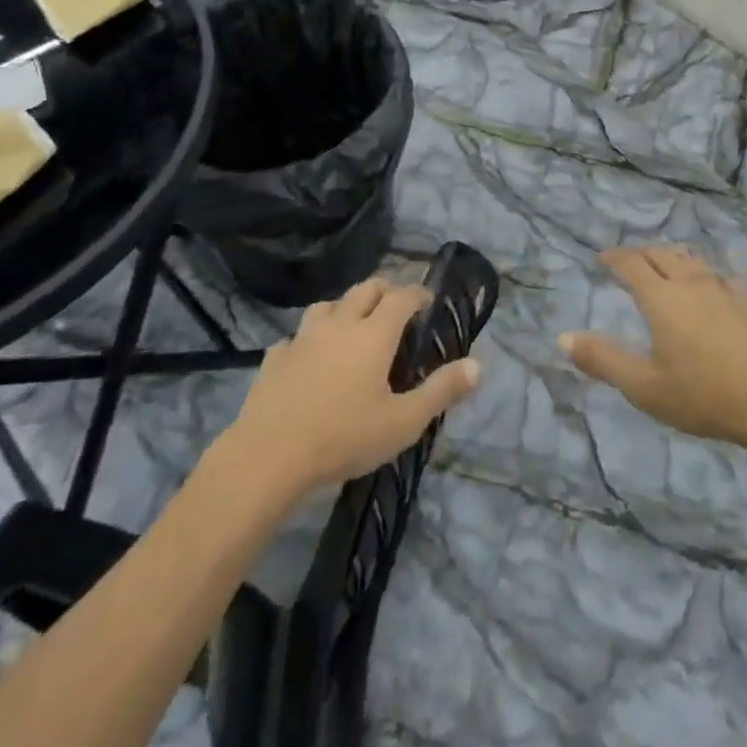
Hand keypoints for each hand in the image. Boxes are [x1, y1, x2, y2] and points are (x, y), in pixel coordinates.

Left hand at [230, 276, 482, 492]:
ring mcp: (302, 338)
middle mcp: (339, 324)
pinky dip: (307, 341)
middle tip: (396, 309)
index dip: (418, 293)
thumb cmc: (344, 437)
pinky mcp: (274, 359)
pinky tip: (307, 359)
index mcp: (374, 334)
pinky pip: (294, 338)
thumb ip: (442, 391)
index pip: (402, 296)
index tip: (428, 301)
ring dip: (344, 308)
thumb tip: (478, 365)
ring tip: (351, 327)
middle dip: (385, 291)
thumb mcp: (404, 422)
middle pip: (365, 289)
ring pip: (327, 305)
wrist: (269, 457)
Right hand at [561, 247, 746, 451]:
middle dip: (640, 253)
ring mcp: (723, 289)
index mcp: (661, 298)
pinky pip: (718, 274)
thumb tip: (562, 338)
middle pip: (661, 254)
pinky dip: (702, 271)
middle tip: (628, 261)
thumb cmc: (702, 395)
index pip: (632, 264)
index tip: (602, 258)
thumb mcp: (644, 387)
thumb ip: (602, 360)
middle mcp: (690, 283)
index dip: (615, 257)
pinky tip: (708, 284)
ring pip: (691, 259)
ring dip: (671, 257)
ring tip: (663, 264)